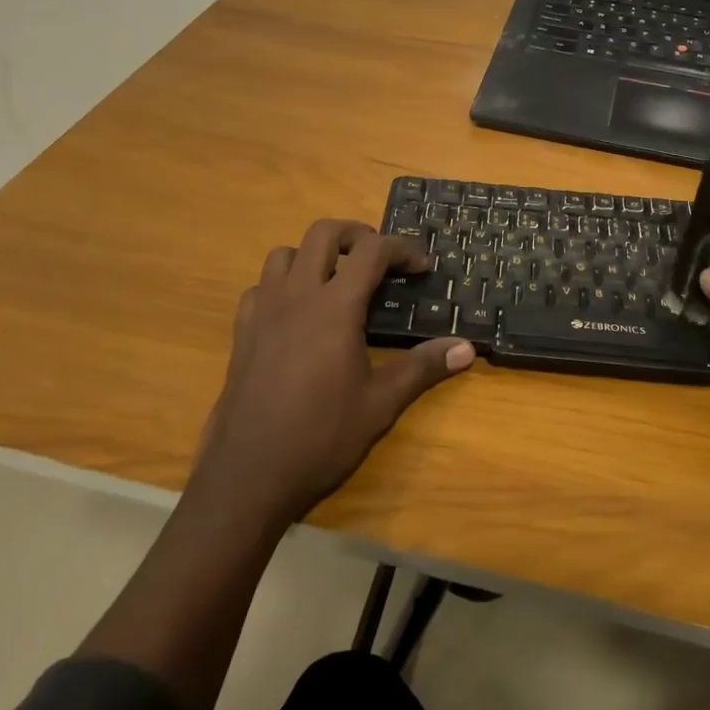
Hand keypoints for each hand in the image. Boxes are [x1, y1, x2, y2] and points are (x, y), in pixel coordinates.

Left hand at [194, 220, 474, 525]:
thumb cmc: (321, 437)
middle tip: (380, 260)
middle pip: (324, 233)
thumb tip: (468, 348)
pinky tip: (296, 314)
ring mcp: (263, 311)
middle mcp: (297, 296)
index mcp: (335, 307)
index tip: (422, 267)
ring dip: (314, 255)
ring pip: (284, 253)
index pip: (373, 251)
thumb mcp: (381, 404)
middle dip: (357, 235)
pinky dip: (282, 285)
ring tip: (336, 281)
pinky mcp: (242, 332)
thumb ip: (423, 368)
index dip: (403, 249)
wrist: (248, 475)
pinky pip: (260, 287)